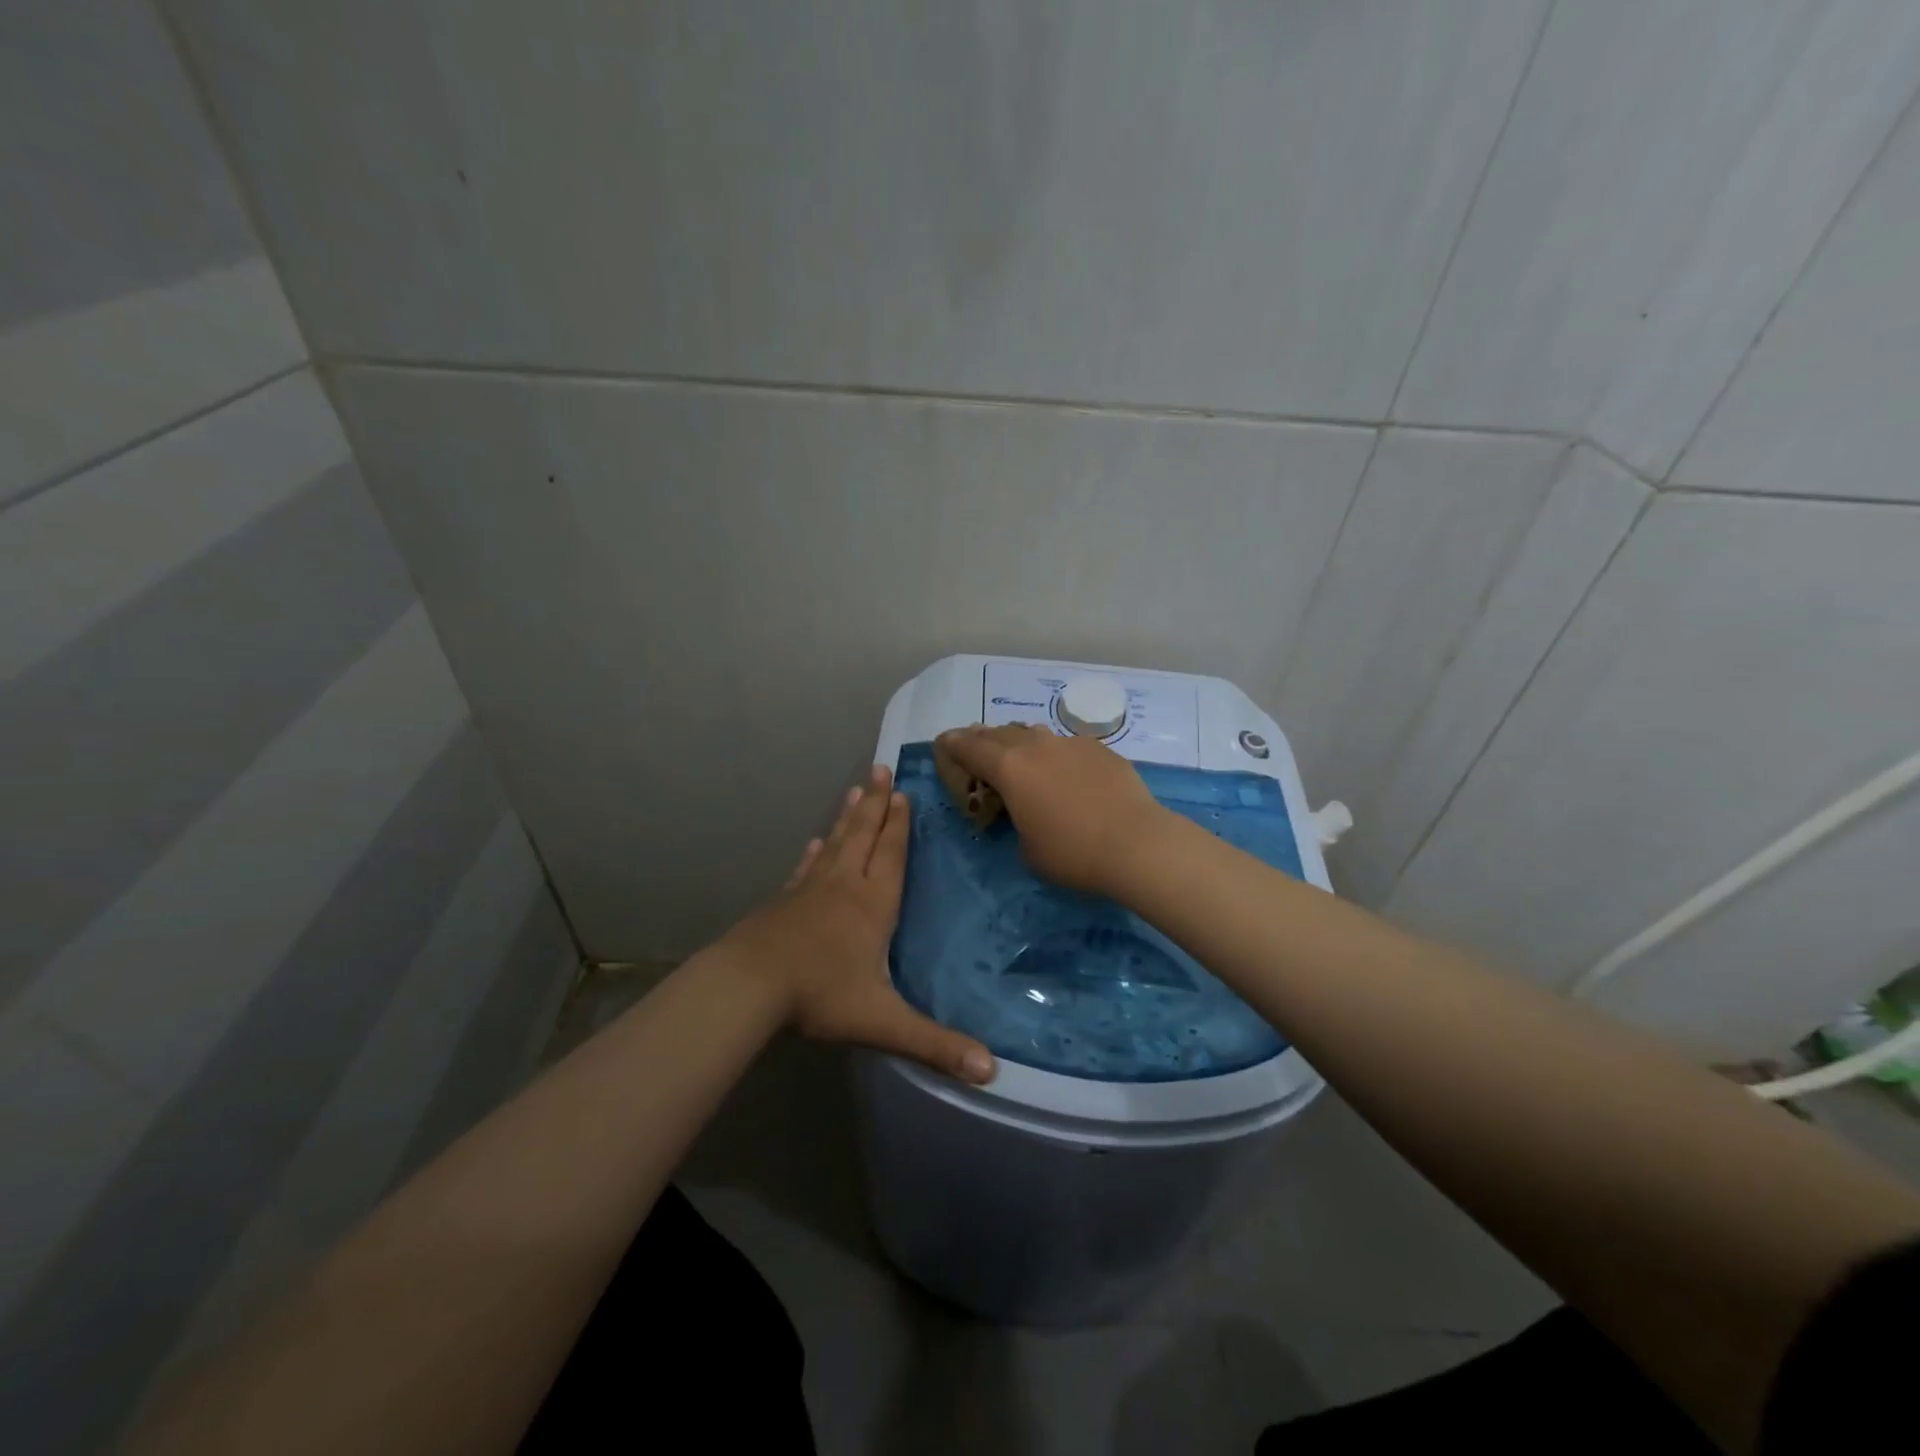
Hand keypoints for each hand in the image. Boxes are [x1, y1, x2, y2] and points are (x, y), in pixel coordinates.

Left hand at [720, 765, 996, 1083]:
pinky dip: (815, 852)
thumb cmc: (820, 995)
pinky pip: (806, 868)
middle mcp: (844, 886)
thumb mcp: (883, 1022)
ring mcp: (810, 890)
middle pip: (864, 836)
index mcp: (873, 905)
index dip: (899, 825)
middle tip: (881, 768)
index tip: (903, 792)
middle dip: (876, 804)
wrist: (749, 986)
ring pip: (836, 844)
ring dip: (848, 816)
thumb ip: (935, 1044)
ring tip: (856, 788)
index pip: (892, 855)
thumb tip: (991, 1070)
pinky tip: (815, 842)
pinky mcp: (784, 901)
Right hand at [935, 725, 1170, 894]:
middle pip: (1000, 734)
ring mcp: (1071, 743)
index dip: (954, 745)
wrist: (1136, 843)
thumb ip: (1018, 822)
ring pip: (1035, 734)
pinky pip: (1067, 745)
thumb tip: (1027, 813)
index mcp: (1010, 769)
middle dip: (983, 738)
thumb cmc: (1073, 853)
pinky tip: (1063, 767)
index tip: (944, 741)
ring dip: (1019, 740)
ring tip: (1016, 749)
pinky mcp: (1100, 750)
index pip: (972, 749)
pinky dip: (1055, 753)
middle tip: (973, 741)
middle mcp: (1037, 747)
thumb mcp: (1028, 849)